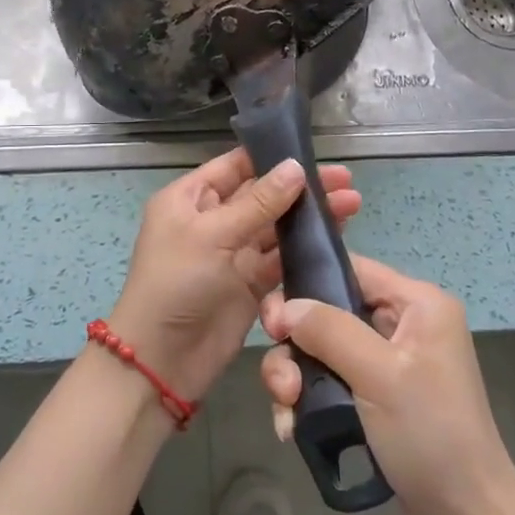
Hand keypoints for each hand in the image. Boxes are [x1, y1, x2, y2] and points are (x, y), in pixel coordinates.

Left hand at [110, 149, 359, 404]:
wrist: (162, 361)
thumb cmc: (177, 284)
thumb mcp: (213, 235)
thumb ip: (258, 203)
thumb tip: (296, 167)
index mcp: (190, 198)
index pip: (235, 166)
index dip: (272, 158)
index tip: (312, 153)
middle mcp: (212, 220)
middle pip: (262, 194)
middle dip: (301, 188)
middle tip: (345, 180)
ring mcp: (233, 253)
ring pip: (277, 226)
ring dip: (310, 217)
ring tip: (352, 203)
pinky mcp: (251, 283)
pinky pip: (281, 258)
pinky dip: (306, 248)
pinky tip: (336, 237)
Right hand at [259, 254, 514, 514]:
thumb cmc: (430, 434)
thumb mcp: (379, 374)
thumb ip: (329, 330)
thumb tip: (284, 307)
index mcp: (417, 303)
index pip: (350, 269)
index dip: (306, 286)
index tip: (274, 323)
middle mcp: (403, 324)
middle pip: (328, 312)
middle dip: (296, 346)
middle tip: (281, 381)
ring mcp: (388, 363)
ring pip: (322, 350)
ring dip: (296, 377)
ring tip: (287, 411)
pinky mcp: (375, 397)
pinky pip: (329, 381)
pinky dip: (308, 400)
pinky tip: (293, 429)